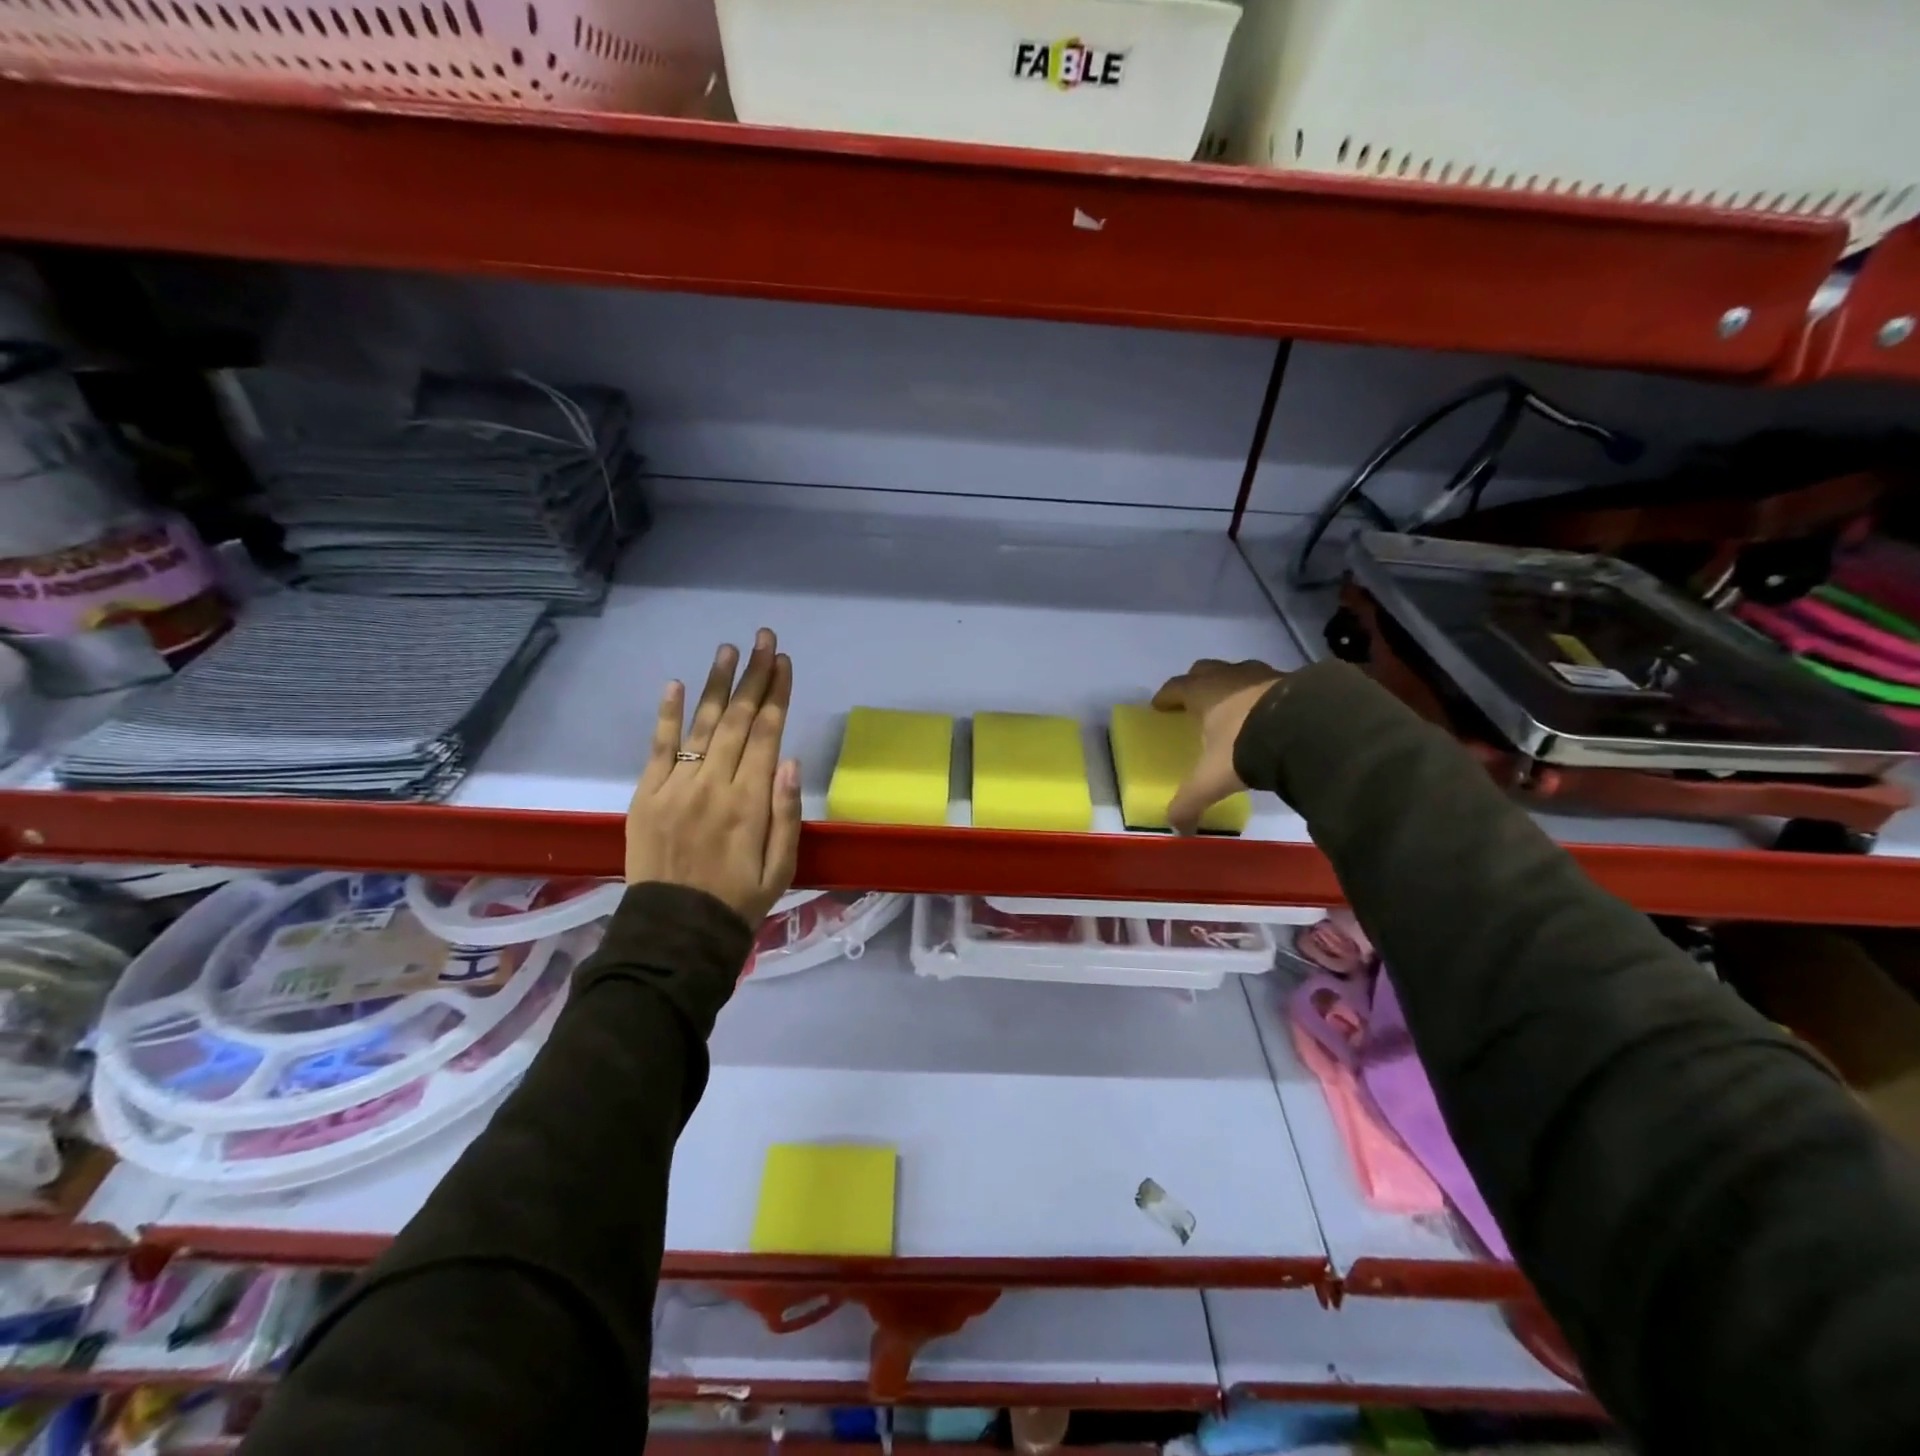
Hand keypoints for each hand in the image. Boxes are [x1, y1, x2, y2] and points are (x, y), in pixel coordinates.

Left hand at [626, 629, 802, 923]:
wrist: (676, 933)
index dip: (777, 694)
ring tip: (728, 649)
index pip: (767, 734)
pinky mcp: (645, 796)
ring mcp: (675, 788)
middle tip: (764, 640)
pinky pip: (658, 748)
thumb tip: (791, 760)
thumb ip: (787, 813)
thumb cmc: (739, 900)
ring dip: (716, 684)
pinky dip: (668, 715)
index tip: (784, 662)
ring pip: (701, 725)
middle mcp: (714, 786)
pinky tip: (676, 684)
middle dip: (753, 676)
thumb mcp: (782, 866)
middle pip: (737, 720)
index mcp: (750, 803)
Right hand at [1151, 658, 1284, 833]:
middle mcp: (1230, 677)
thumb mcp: (1212, 780)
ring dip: (1233, 685)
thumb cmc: (1245, 746)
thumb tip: (1178, 829)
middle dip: (1197, 682)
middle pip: (1205, 670)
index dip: (1165, 697)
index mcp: (1203, 693)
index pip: (1175, 687)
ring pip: (1240, 673)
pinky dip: (1265, 695)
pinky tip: (1270, 713)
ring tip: (1235, 707)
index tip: (1159, 706)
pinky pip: (1272, 683)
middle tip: (1195, 702)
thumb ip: (1190, 802)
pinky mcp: (1295, 680)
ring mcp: (1264, 675)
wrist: (1305, 729)